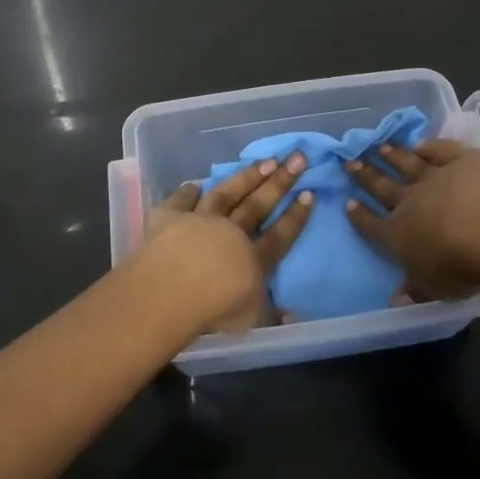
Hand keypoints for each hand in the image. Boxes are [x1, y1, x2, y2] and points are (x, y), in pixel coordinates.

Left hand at [142, 155, 315, 331]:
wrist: (171, 289)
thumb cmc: (213, 310)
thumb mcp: (249, 321)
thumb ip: (270, 315)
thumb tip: (291, 316)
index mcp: (251, 259)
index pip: (279, 235)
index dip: (295, 216)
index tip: (310, 193)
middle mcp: (229, 232)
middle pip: (258, 205)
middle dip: (280, 181)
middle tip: (297, 157)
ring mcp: (199, 220)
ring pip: (226, 193)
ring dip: (246, 177)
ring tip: (264, 161)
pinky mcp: (169, 216)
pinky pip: (181, 200)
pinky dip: (188, 191)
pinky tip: (195, 183)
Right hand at [345, 139, 479, 300]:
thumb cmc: (461, 266)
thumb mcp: (436, 289)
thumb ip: (416, 290)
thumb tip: (395, 302)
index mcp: (399, 235)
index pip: (373, 225)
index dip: (360, 216)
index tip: (347, 202)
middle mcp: (411, 201)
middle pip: (382, 186)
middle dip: (365, 175)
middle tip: (350, 161)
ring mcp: (436, 176)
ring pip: (408, 163)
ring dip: (392, 155)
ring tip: (379, 146)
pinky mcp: (462, 160)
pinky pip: (441, 150)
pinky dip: (429, 145)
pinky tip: (421, 142)